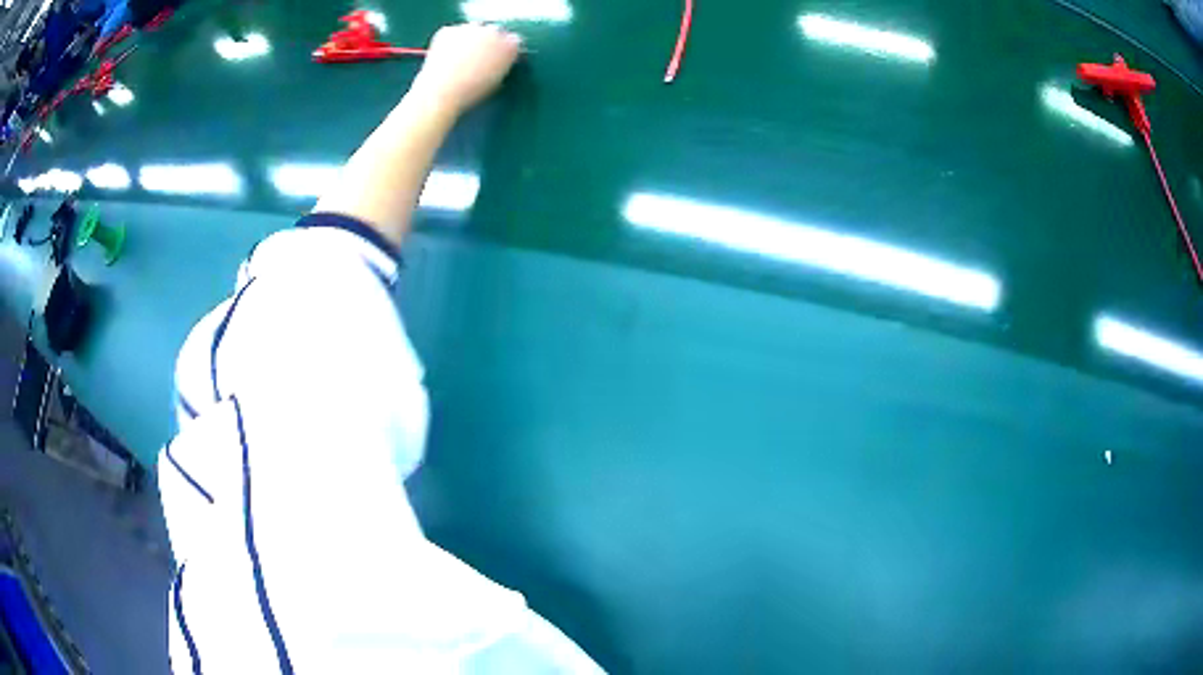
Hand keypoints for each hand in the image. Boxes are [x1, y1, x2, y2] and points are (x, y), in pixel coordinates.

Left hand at [413, 24, 522, 112]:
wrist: (443, 92)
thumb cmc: (470, 93)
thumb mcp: (496, 80)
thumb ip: (501, 64)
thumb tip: (497, 59)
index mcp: (511, 46)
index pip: (513, 41)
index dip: (504, 50)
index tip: (496, 57)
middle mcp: (494, 32)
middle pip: (494, 31)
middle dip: (488, 41)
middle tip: (476, 57)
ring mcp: (471, 28)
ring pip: (473, 30)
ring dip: (469, 39)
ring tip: (459, 60)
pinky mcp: (450, 29)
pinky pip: (452, 33)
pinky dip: (449, 41)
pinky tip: (445, 57)